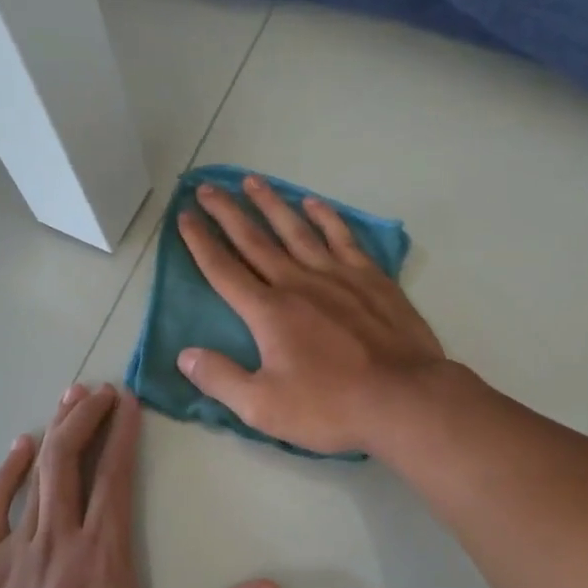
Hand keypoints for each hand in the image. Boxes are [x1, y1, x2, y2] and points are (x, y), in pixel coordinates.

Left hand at [0, 383, 280, 587]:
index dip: (122, 432)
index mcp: (103, 554)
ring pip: (35, 473)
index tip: (128, 399)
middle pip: (69, 460)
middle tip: (99, 388)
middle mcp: (59, 539)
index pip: (114, 475)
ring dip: (54, 431)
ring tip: (70, 398)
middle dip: (85, 416)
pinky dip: (7, 471)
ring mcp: (15, 550)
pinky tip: (19, 447)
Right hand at [175, 176, 445, 454]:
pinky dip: (326, 217)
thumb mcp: (264, 407)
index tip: (183, 217)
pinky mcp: (371, 278)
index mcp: (268, 312)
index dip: (200, 242)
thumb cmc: (331, 406)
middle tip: (205, 187)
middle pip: (254, 240)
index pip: (224, 270)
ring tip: (252, 181)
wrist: (403, 398)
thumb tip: (185, 355)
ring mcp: (337, 275)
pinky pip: (342, 237)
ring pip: (296, 229)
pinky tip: (314, 204)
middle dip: (227, 212)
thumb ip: (221, 378)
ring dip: (271, 204)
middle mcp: (298, 283)